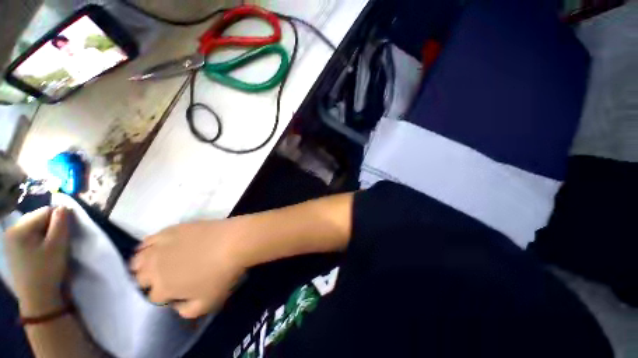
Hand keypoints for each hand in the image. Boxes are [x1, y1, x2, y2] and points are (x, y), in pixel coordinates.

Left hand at [4, 207, 69, 315]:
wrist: (38, 299)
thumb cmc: (47, 270)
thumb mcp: (58, 246)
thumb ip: (61, 223)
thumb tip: (65, 207)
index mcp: (19, 229)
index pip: (45, 212)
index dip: (60, 219)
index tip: (67, 232)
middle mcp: (11, 231)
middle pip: (37, 218)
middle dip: (51, 227)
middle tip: (60, 242)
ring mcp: (10, 241)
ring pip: (34, 227)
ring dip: (46, 234)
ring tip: (52, 248)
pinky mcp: (13, 249)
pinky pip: (29, 236)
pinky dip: (39, 240)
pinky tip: (42, 252)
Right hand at [131, 218, 249, 318]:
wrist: (234, 241)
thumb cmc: (222, 273)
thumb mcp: (207, 303)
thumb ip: (186, 311)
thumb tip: (176, 305)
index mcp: (162, 287)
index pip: (153, 297)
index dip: (163, 297)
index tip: (174, 293)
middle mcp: (154, 267)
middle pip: (140, 277)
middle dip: (148, 281)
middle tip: (164, 278)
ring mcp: (161, 246)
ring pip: (139, 258)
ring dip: (143, 264)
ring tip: (155, 264)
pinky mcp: (171, 229)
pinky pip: (149, 239)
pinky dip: (148, 245)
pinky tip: (156, 246)